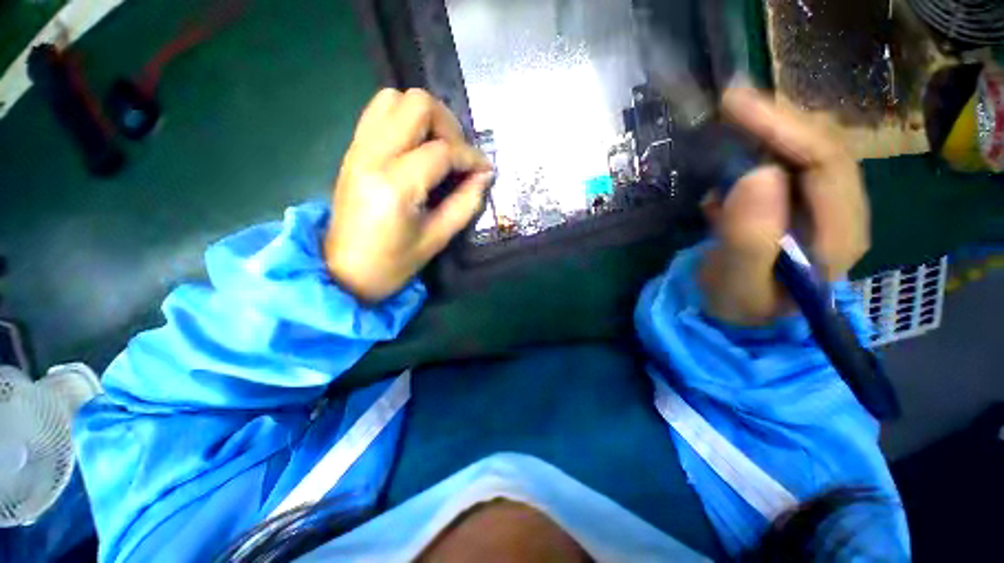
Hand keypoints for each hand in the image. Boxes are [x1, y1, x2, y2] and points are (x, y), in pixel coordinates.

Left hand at [324, 89, 493, 301]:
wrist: (342, 270)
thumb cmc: (392, 264)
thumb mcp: (437, 239)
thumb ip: (465, 204)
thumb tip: (484, 176)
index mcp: (395, 185)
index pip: (442, 151)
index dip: (471, 157)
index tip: (485, 169)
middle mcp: (372, 156)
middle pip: (416, 104)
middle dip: (449, 124)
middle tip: (459, 154)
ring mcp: (358, 149)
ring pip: (394, 99)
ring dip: (424, 116)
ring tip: (439, 147)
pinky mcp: (352, 151)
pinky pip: (379, 113)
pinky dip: (404, 120)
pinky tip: (417, 148)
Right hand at [700, 88, 869, 324]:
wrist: (741, 317)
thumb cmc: (739, 307)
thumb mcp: (737, 285)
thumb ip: (748, 240)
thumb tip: (757, 175)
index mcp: (837, 235)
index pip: (826, 162)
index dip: (784, 127)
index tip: (735, 106)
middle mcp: (842, 213)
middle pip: (823, 146)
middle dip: (778, 119)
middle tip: (731, 103)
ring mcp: (824, 207)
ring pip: (807, 150)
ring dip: (769, 132)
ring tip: (732, 125)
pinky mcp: (802, 205)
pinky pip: (789, 164)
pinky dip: (761, 151)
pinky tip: (735, 162)